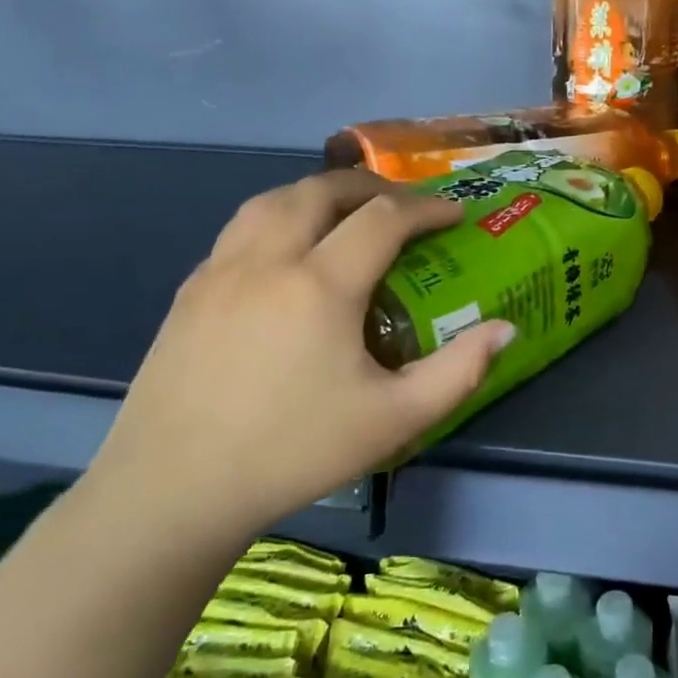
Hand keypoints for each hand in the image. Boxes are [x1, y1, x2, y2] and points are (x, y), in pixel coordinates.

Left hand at [87, 171, 513, 544]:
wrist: (172, 491)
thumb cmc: (293, 452)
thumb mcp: (395, 419)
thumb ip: (459, 371)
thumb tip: (505, 328)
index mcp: (320, 285)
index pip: (384, 217)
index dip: (427, 208)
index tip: (455, 215)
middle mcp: (268, 260)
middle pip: (323, 190)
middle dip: (373, 187)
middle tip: (405, 206)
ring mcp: (220, 271)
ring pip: (273, 199)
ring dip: (320, 193)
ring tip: (348, 213)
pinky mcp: (189, 291)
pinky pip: (242, 228)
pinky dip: (280, 218)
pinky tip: (290, 253)